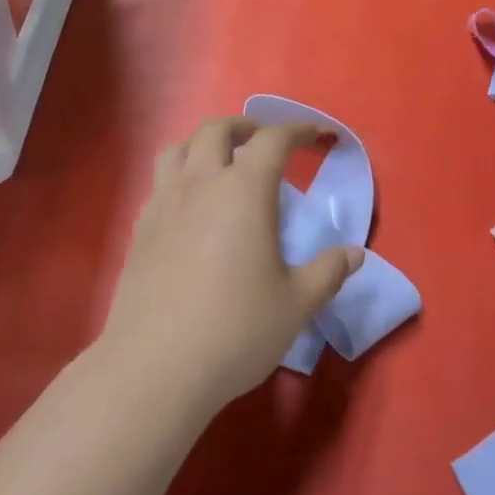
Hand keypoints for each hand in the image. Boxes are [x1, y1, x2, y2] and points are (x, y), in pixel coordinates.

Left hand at [99, 117, 362, 411]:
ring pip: (176, 149)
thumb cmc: (236, 330)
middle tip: (264, 142)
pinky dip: (179, 178)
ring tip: (220, 164)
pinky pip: (159, 184)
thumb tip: (354, 254)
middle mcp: (200, 184)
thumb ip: (328, 272)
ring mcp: (163, 205)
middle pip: (216, 129)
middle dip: (245, 126)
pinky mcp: (139, 231)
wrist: (155, 368)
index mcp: (244, 191)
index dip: (300, 130)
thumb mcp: (296, 305)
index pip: (274, 140)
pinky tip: (190, 209)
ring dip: (202, 144)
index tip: (319, 136)